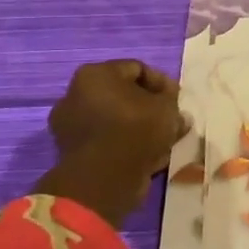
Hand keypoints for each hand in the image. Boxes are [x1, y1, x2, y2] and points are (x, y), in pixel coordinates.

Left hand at [37, 60, 185, 227]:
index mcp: (95, 74)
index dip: (163, 83)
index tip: (178, 100)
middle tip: (170, 120)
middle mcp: (75, 95)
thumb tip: (177, 115)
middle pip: (123, 95)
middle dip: (149, 107)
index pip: (138, 69)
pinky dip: (125, 145)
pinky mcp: (72, 152)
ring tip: (162, 142)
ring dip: (139, 128)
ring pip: (116, 120)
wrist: (103, 179)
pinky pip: (107, 141)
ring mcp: (70, 125)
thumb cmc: (136, 130)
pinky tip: (147, 157)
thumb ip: (173, 105)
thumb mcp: (167, 109)